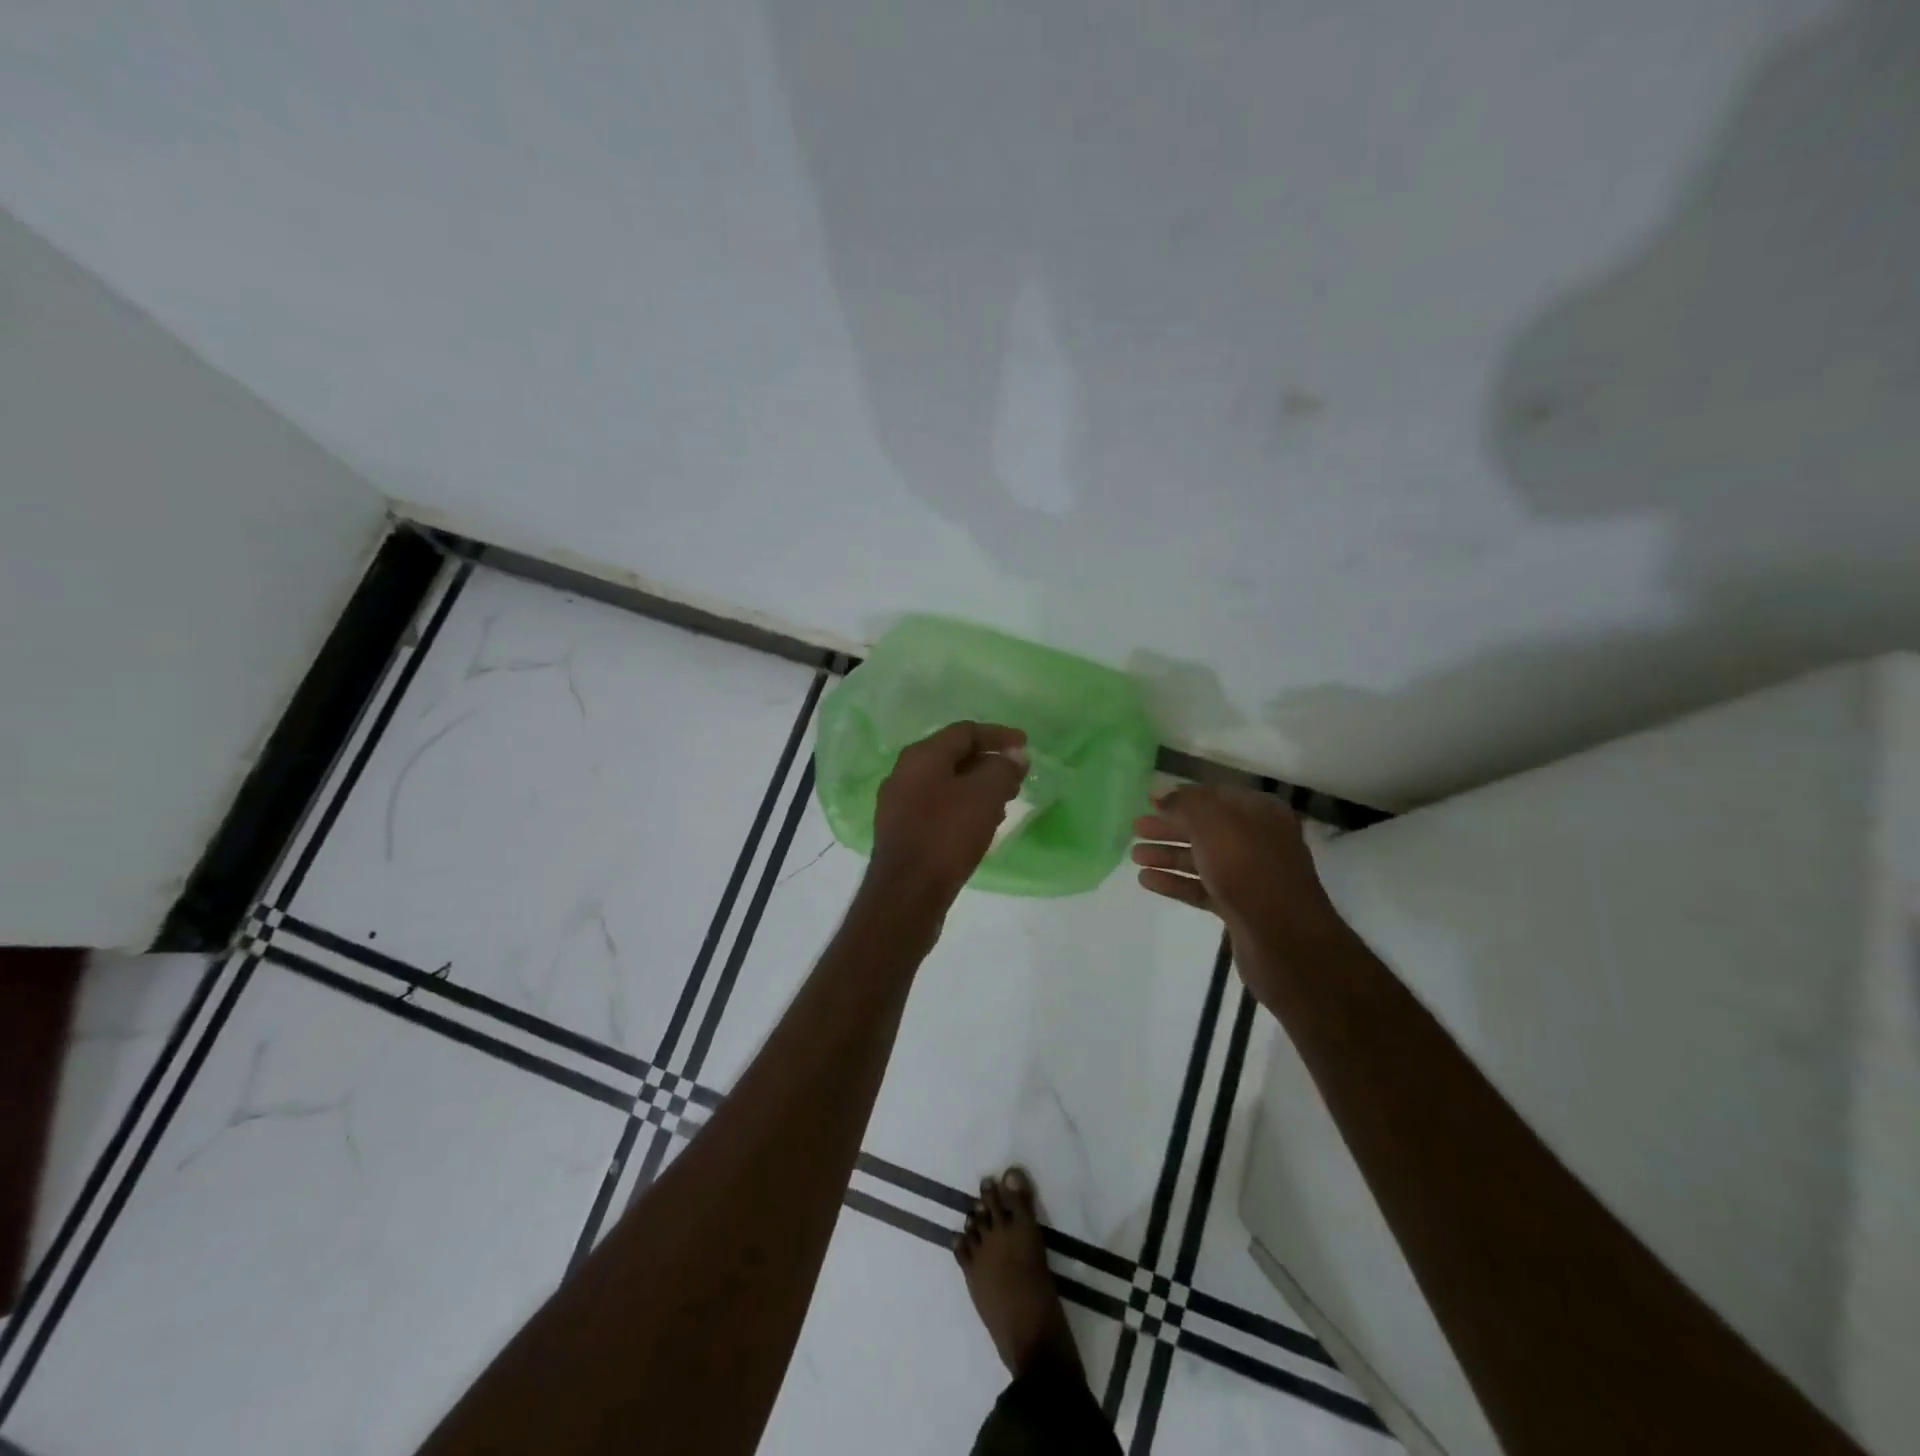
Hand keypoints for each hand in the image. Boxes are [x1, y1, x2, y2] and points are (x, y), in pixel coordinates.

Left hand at [870, 722, 1028, 904]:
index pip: (965, 732)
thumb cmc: (947, 835)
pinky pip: (937, 808)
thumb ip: (1003, 769)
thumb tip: (1015, 755)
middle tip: (1017, 778)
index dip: (998, 735)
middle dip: (989, 764)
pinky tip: (980, 827)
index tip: (1026, 745)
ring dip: (977, 788)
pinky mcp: (901, 831)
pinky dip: (962, 808)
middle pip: (953, 757)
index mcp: (921, 756)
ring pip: (945, 784)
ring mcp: (898, 803)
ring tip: (1004, 804)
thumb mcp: (985, 796)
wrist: (906, 893)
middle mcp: (904, 773)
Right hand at [1132, 784, 1343, 941]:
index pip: (1214, 796)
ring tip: (1135, 857)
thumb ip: (1185, 804)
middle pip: (1205, 828)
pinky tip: (1147, 881)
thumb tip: (1161, 794)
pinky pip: (1201, 887)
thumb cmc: (1248, 869)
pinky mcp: (1239, 906)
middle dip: (1169, 827)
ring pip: (1202, 859)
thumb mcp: (1213, 824)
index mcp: (1259, 813)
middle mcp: (1257, 840)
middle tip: (1136, 828)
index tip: (1149, 801)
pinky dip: (1175, 882)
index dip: (1181, 797)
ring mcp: (1249, 875)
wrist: (1283, 938)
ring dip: (1168, 855)